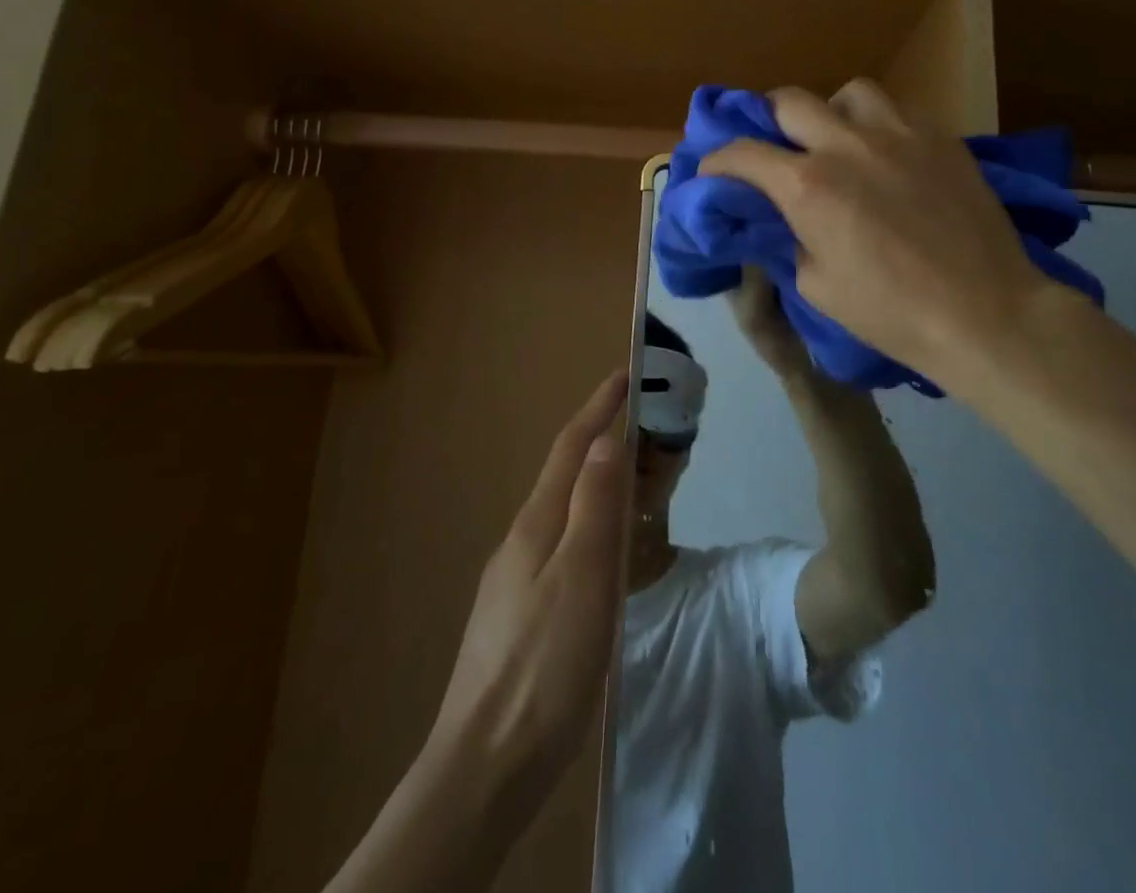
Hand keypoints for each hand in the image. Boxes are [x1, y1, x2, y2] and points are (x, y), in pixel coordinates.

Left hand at [428, 370, 628, 806]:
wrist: (487, 762)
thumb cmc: (545, 662)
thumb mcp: (583, 576)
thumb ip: (594, 505)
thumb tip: (604, 439)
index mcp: (536, 523)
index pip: (571, 447)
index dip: (599, 407)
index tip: (624, 373)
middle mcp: (522, 539)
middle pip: (567, 475)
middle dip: (603, 441)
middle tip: (647, 431)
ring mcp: (517, 577)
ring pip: (566, 512)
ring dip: (599, 485)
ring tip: (637, 484)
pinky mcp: (522, 612)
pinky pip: (565, 546)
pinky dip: (593, 527)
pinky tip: (607, 554)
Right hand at [701, 80, 1062, 393]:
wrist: (985, 313)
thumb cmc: (891, 312)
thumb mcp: (816, 287)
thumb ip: (790, 240)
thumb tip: (783, 221)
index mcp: (808, 186)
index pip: (742, 153)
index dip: (717, 161)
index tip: (713, 172)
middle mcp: (847, 145)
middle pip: (790, 100)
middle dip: (768, 120)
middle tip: (774, 147)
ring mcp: (900, 133)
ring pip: (850, 92)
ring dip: (832, 113)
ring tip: (840, 142)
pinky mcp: (941, 137)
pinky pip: (898, 110)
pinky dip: (880, 126)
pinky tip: (888, 155)